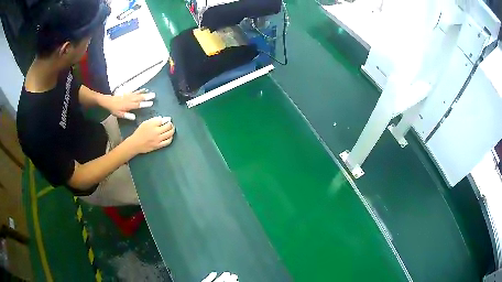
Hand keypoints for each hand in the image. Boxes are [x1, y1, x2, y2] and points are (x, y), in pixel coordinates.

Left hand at [104, 89, 154, 119]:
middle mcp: (130, 99)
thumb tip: (134, 117)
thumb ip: (127, 115)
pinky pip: (134, 91)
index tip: (151, 103)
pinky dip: (139, 90)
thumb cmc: (114, 109)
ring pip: (138, 94)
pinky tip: (142, 90)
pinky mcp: (127, 93)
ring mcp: (129, 96)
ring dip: (144, 93)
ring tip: (150, 92)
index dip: (145, 104)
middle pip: (139, 98)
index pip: (138, 105)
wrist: (109, 101)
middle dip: (147, 97)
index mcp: (128, 105)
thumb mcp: (119, 114)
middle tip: (153, 95)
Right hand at [128, 116, 174, 153]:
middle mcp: (156, 131)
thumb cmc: (139, 132)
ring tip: (171, 129)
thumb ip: (153, 120)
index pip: (162, 120)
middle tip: (170, 124)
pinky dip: (170, 138)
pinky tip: (170, 136)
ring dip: (172, 130)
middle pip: (168, 126)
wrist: (135, 144)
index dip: (165, 119)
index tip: (165, 120)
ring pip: (169, 133)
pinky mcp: (158, 145)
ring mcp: (158, 139)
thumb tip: (162, 119)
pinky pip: (168, 141)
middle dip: (170, 124)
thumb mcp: (145, 123)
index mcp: (152, 124)